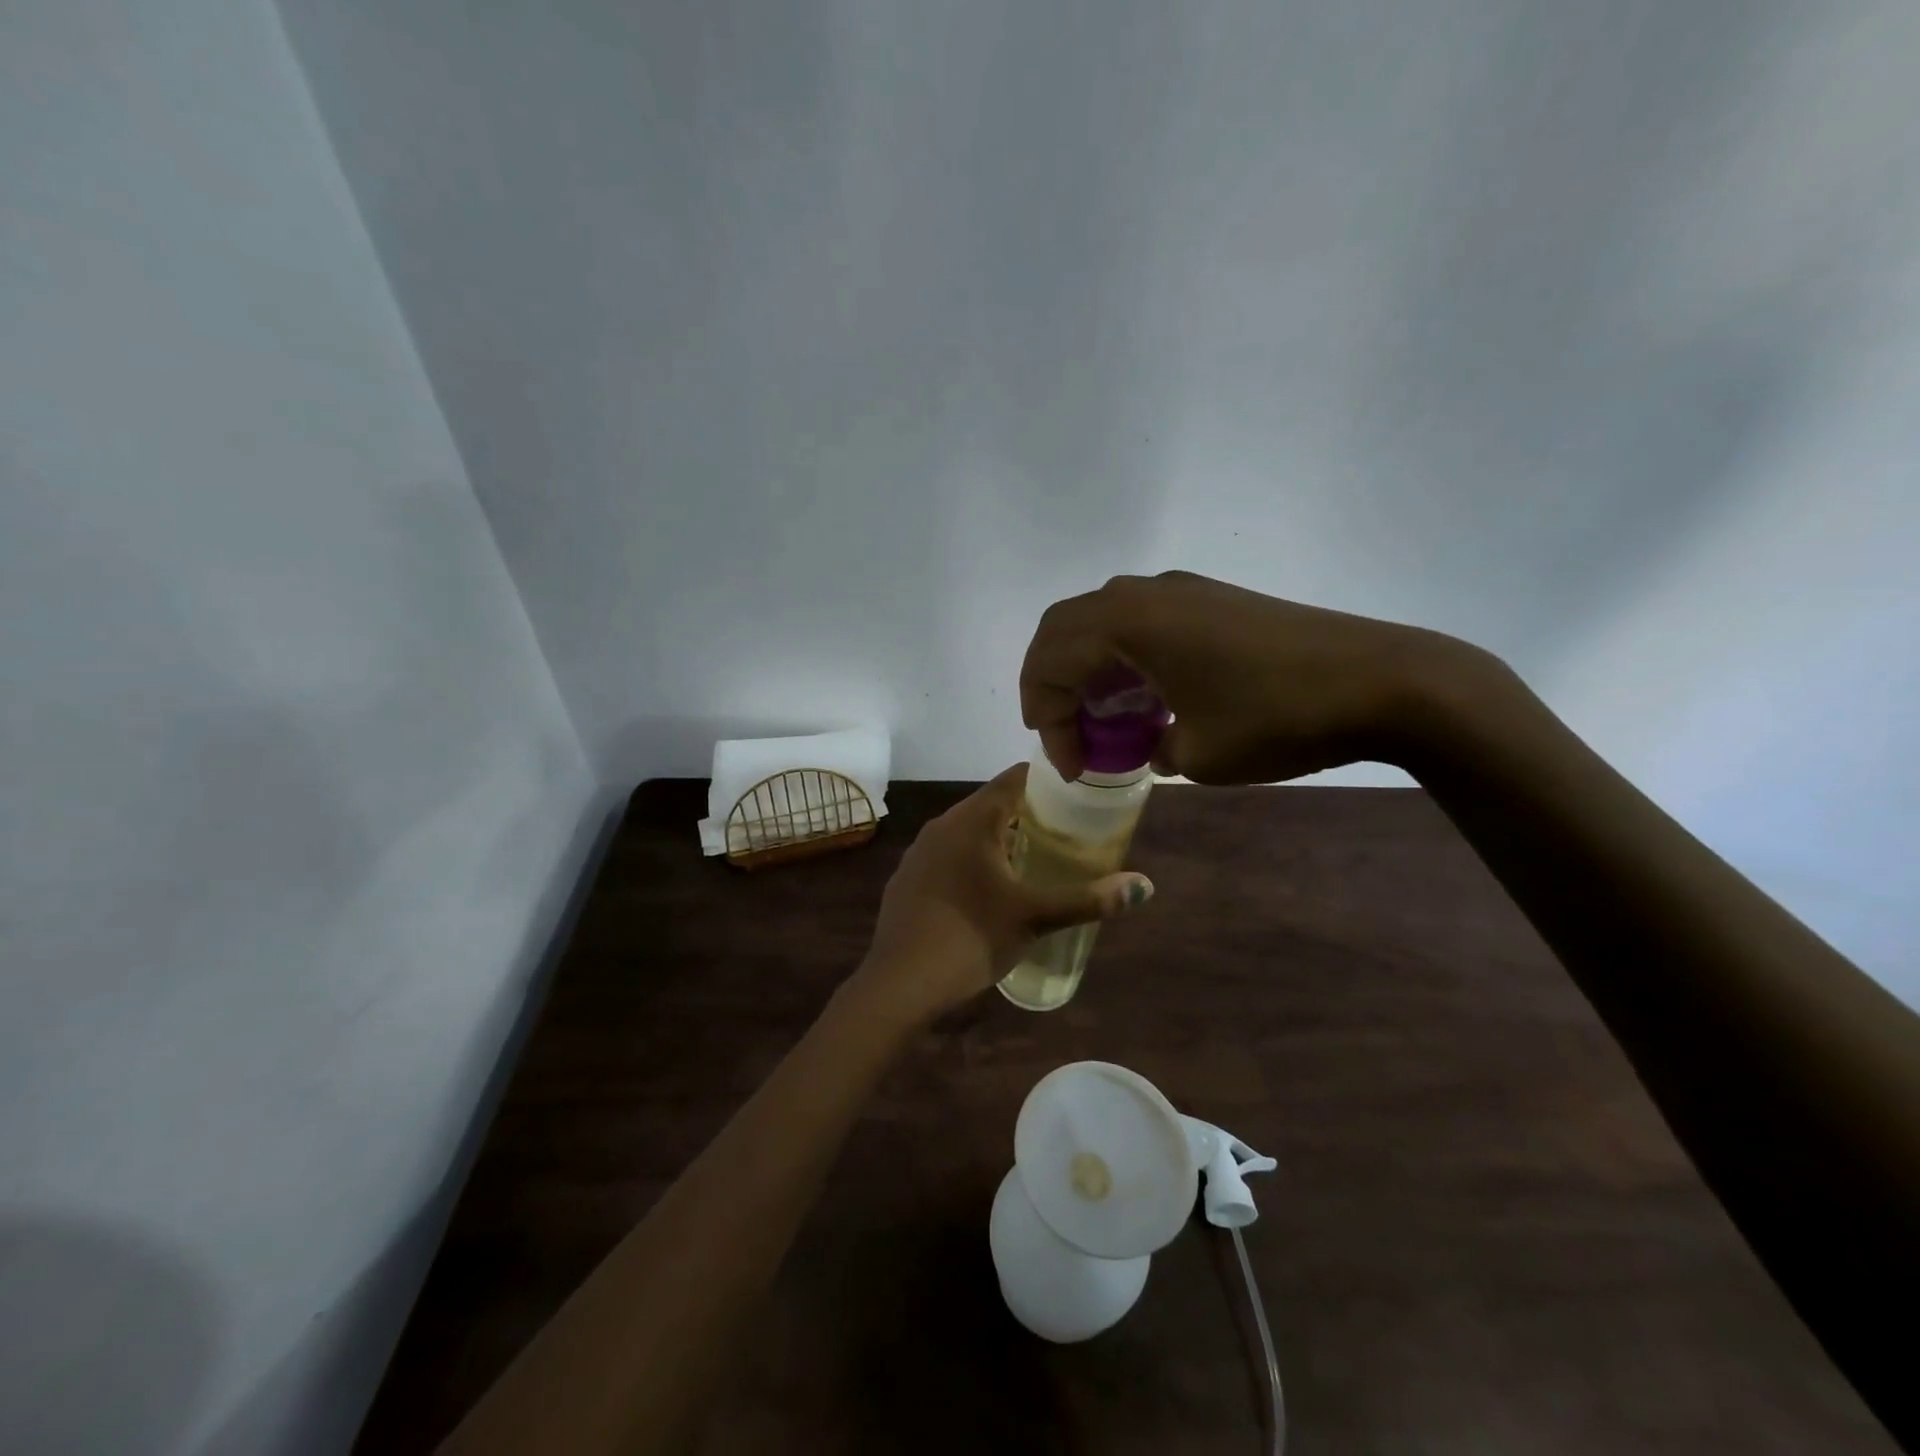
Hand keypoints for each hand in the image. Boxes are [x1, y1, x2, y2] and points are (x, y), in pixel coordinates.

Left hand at [850, 765, 1153, 1026]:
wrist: (899, 982)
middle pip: (992, 803)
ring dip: (999, 839)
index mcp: (972, 820)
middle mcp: (941, 825)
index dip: (1048, 783)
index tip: (1077, 797)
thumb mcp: (1035, 917)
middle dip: (1029, 814)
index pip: (1014, 779)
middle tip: (1065, 834)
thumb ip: (1088, 899)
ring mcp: (919, 852)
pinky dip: (973, 860)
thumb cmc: (971, 938)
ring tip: (1033, 861)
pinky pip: (948, 855)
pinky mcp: (908, 878)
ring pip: (968, 831)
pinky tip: (987, 891)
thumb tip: (1143, 887)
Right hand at [1020, 570, 1492, 783]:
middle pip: (1063, 631)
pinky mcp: (1210, 598)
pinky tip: (1150, 697)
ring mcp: (1180, 590)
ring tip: (1107, 719)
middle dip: (1052, 686)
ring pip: (1102, 622)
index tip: (1074, 768)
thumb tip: (1152, 743)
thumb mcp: (1197, 754)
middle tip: (1065, 733)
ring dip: (1089, 669)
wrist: (1380, 681)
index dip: (1047, 720)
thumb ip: (1151, 748)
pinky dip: (1124, 658)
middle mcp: (1142, 594)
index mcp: (1126, 623)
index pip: (1051, 664)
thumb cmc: (1274, 718)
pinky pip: (1141, 621)